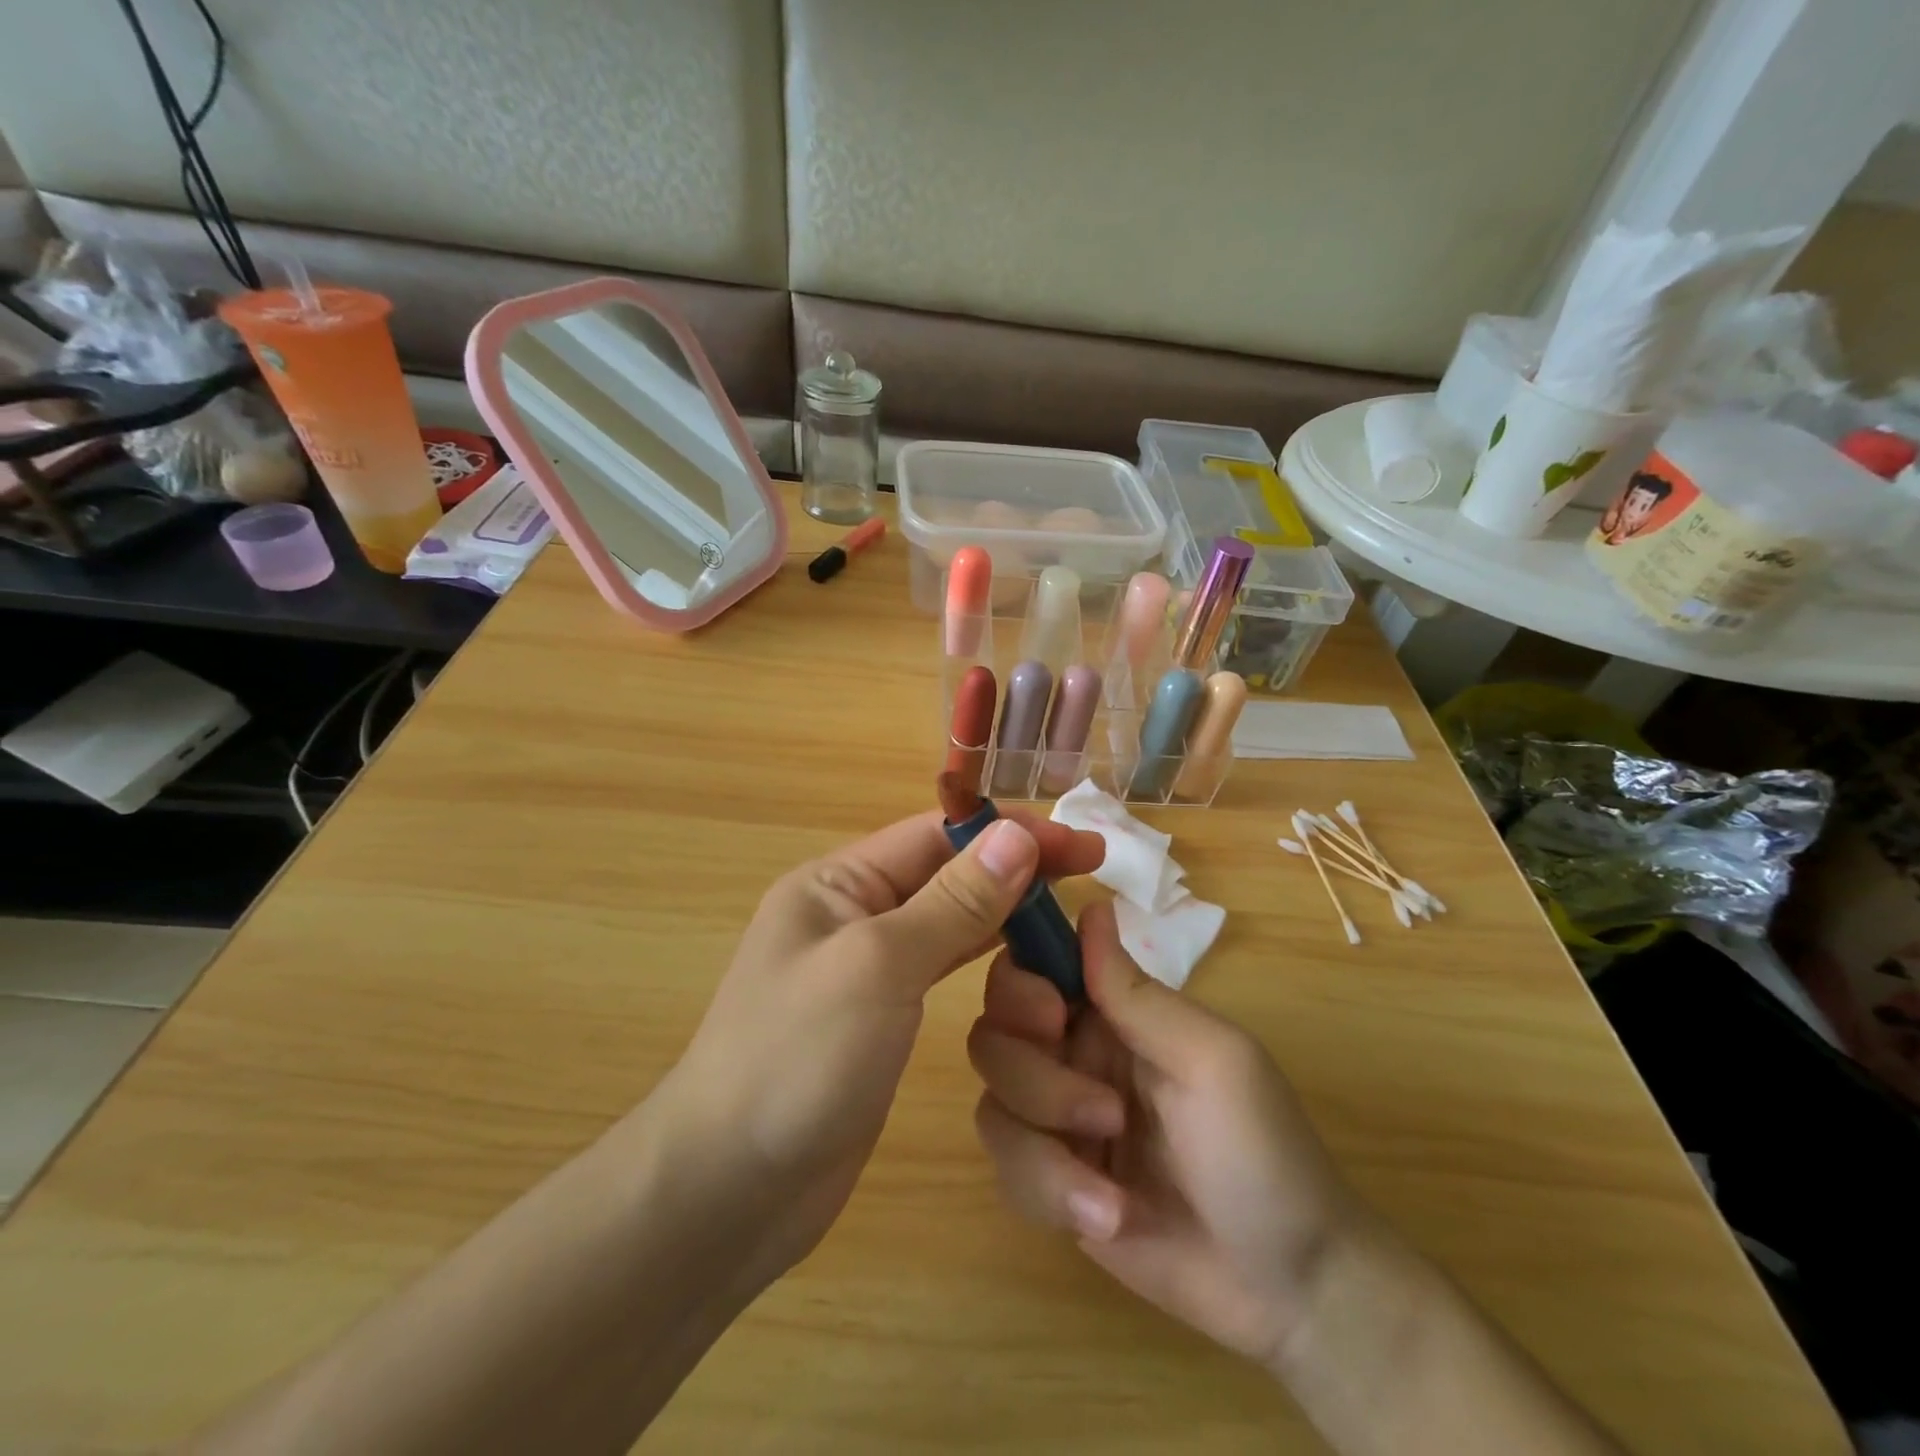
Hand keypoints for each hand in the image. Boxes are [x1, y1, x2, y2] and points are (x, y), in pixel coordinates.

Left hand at [665, 809, 1103, 1288]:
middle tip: (1092, 874)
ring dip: (1005, 913)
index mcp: (837, 884)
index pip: (936, 835)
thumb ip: (952, 901)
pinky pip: (942, 969)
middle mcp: (851, 914)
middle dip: (1015, 869)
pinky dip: (984, 958)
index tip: (1081, 843)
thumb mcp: (879, 966)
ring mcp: (867, 969)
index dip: (1010, 833)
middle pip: (947, 874)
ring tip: (1069, 915)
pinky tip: (1024, 962)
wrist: (729, 1191)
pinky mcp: (881, 1019)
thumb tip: (1016, 834)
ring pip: (950, 921)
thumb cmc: (798, 1059)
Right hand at [969, 900, 1359, 1369]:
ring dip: (1045, 1145)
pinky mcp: (1049, 1181)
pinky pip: (1006, 1168)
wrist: (1287, 1287)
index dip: (1021, 983)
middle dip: (1033, 1077)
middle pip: (995, 1033)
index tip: (1051, 1018)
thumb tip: (1091, 907)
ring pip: (993, 1102)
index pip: (1033, 967)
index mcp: (1112, 1011)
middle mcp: (1074, 1053)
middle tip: (1101, 1112)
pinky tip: (1109, 1218)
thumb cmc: (1262, 1151)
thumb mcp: (1210, 1061)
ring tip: (1111, 1189)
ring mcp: (1057, 1120)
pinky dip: (1049, 1192)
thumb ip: (1137, 994)